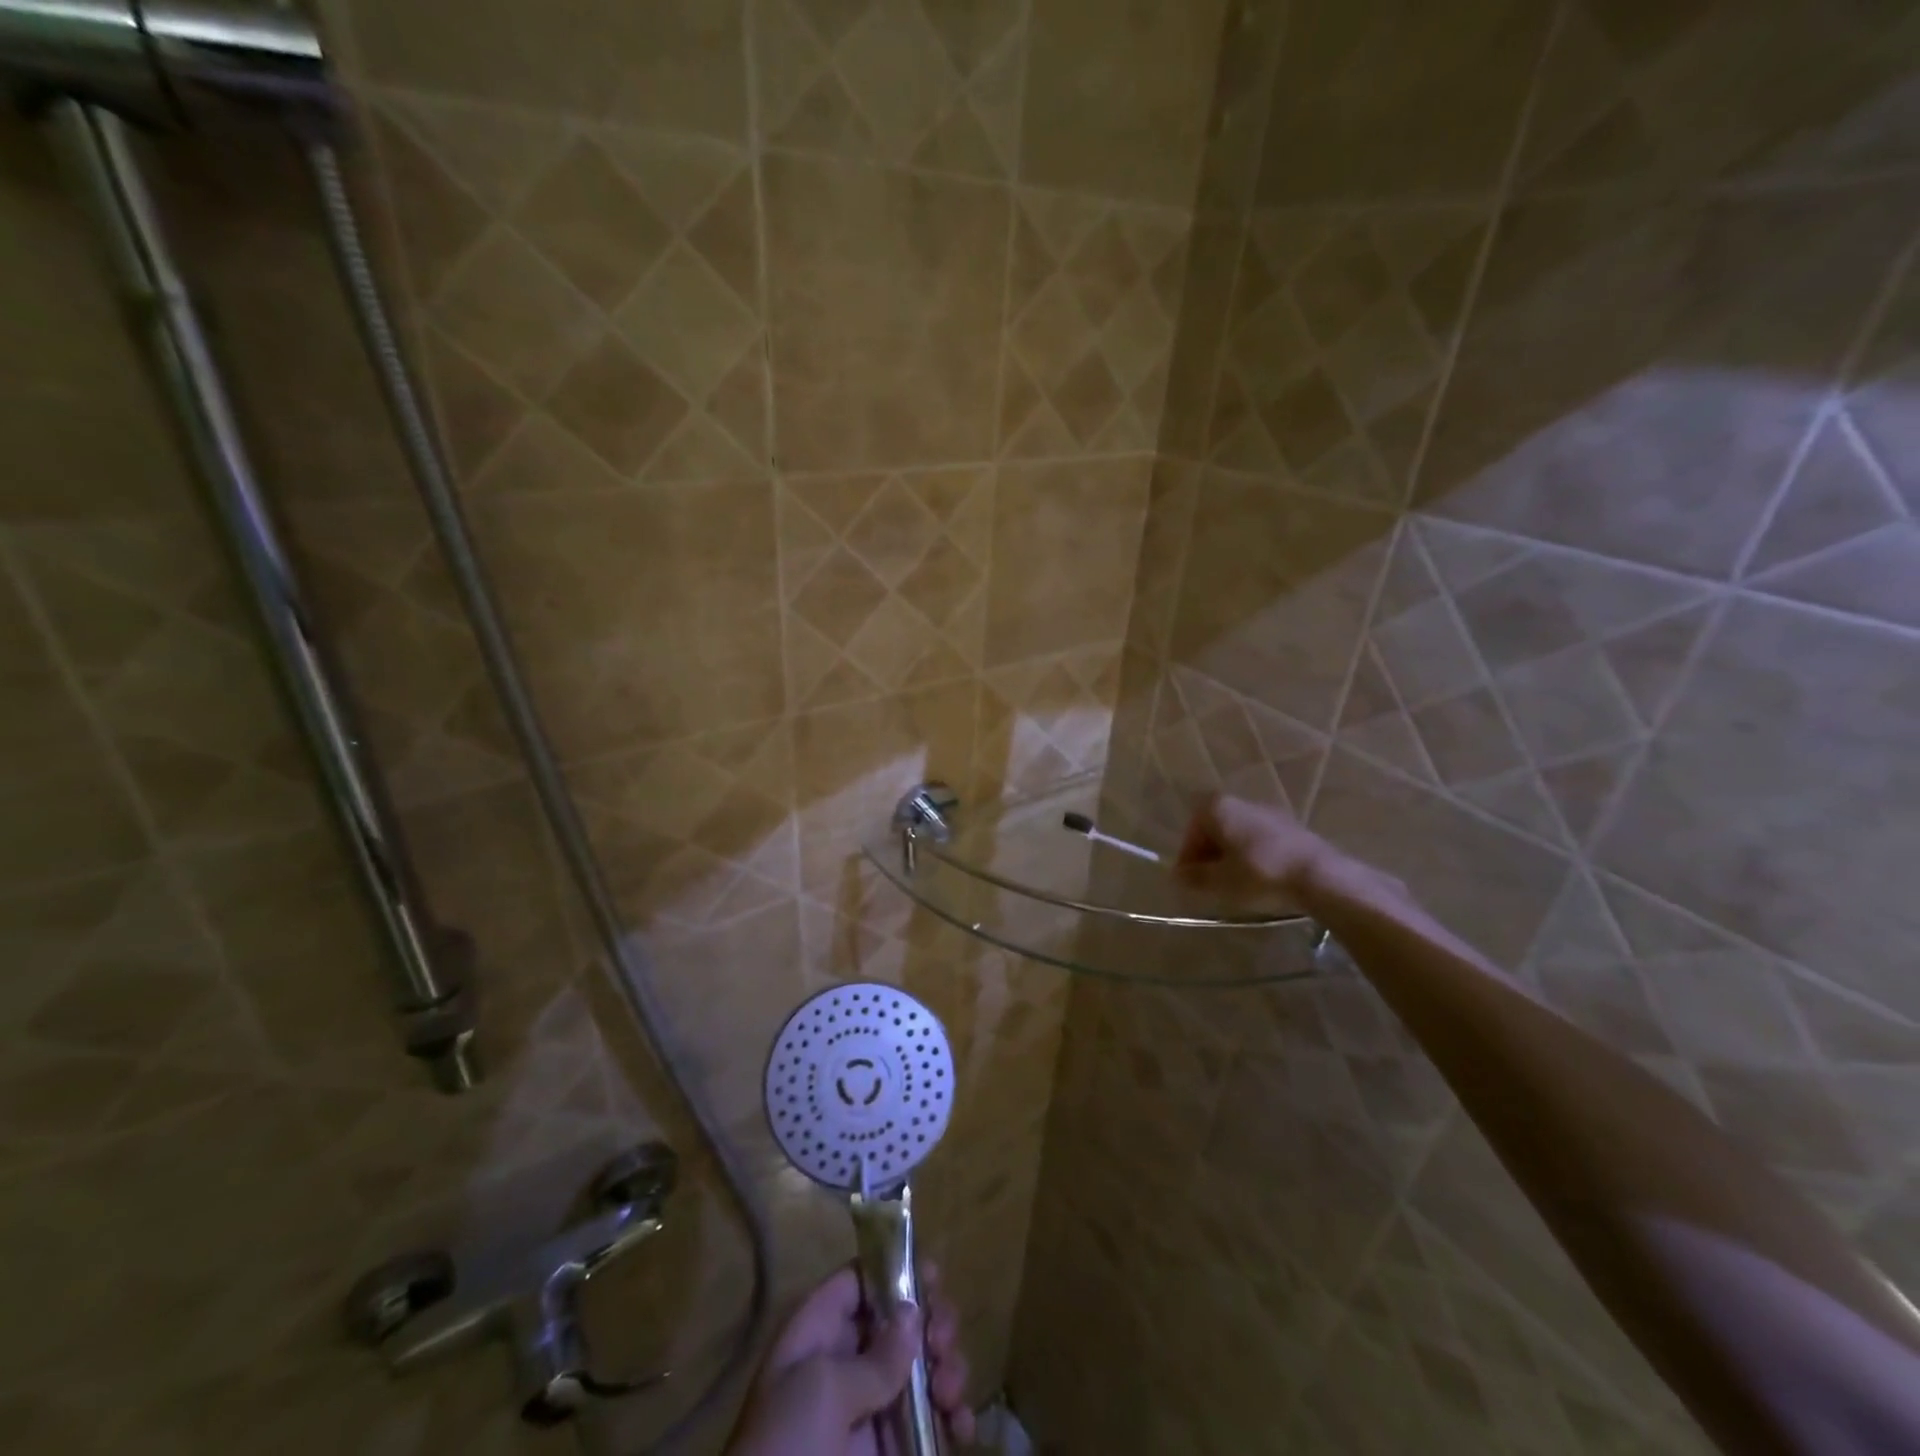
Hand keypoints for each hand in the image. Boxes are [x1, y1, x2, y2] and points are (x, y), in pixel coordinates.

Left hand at [725, 1265, 974, 1455]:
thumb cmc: (788, 1447)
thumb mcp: (823, 1390)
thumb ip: (875, 1356)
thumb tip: (913, 1313)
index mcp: (819, 1336)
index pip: (859, 1283)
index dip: (894, 1272)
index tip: (935, 1275)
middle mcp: (847, 1366)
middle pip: (898, 1324)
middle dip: (931, 1324)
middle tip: (944, 1339)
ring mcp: (870, 1414)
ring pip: (922, 1371)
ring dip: (947, 1370)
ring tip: (950, 1390)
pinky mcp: (891, 1454)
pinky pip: (930, 1425)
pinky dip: (954, 1420)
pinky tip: (961, 1426)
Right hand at [1176, 794, 1336, 892]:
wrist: (1320, 876)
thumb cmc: (1259, 874)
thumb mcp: (1220, 881)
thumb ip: (1195, 877)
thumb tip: (1177, 875)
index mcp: (1218, 807)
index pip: (1192, 828)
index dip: (1188, 854)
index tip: (1190, 878)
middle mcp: (1241, 802)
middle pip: (1215, 827)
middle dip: (1209, 853)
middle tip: (1210, 881)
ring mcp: (1269, 812)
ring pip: (1238, 833)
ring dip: (1232, 855)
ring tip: (1236, 883)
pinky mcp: (1292, 827)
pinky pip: (1261, 839)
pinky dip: (1254, 855)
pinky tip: (1261, 878)